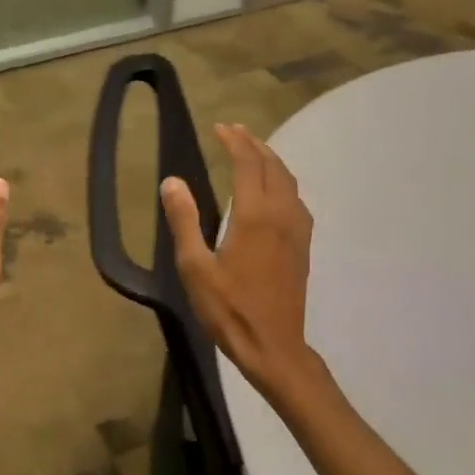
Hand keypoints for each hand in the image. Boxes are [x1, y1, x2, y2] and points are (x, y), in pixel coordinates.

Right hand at [161, 123, 318, 401]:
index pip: (248, 163)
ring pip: (289, 181)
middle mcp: (281, 214)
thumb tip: (172, 181)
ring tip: (253, 152)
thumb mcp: (195, 267)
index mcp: (254, 215)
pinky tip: (273, 192)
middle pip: (272, 166)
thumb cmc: (228, 308)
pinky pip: (296, 199)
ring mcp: (297, 230)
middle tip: (234, 131)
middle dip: (254, 144)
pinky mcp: (302, 246)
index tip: (219, 128)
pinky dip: (283, 182)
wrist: (273, 346)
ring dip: (271, 160)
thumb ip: (184, 220)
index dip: (234, 141)